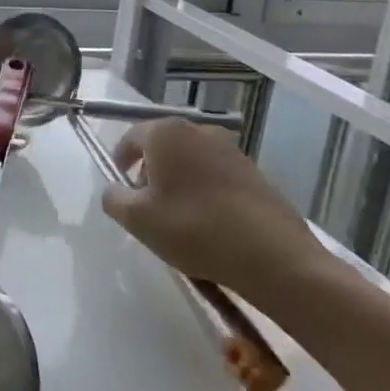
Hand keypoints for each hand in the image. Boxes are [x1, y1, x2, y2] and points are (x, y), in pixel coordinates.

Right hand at [100, 119, 326, 301]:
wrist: (276, 259)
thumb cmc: (195, 229)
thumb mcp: (137, 219)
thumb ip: (113, 198)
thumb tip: (116, 190)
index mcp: (166, 133)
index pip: (130, 138)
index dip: (120, 161)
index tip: (121, 187)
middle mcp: (199, 131)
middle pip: (162, 147)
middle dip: (150, 172)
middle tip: (147, 206)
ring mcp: (232, 150)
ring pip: (191, 161)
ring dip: (179, 182)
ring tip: (180, 218)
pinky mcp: (256, 174)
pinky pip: (217, 176)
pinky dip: (206, 192)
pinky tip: (210, 224)